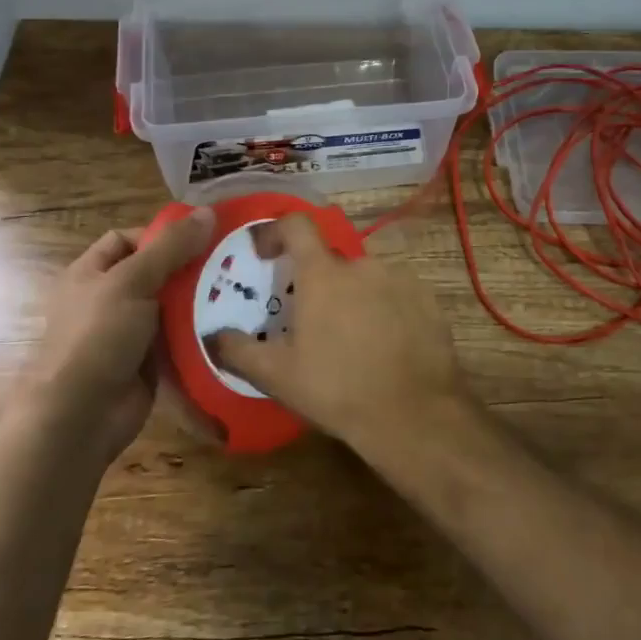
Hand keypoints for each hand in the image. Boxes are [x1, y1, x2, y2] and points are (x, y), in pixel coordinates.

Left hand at [32, 207, 215, 462]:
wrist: (80, 416)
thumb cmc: (97, 336)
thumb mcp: (132, 281)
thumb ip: (171, 247)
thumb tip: (208, 212)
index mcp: (91, 273)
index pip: (128, 240)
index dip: (161, 234)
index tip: (201, 237)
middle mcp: (108, 299)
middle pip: (155, 272)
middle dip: (190, 268)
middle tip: (232, 262)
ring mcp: (128, 333)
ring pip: (170, 307)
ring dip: (199, 301)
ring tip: (241, 291)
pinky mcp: (148, 362)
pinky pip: (178, 339)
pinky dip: (199, 333)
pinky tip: (231, 326)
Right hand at [210, 214, 468, 453]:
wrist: (415, 414)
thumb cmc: (337, 389)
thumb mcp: (277, 376)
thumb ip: (238, 350)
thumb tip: (213, 336)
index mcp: (323, 274)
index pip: (296, 224)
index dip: (276, 231)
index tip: (266, 255)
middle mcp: (362, 265)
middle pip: (330, 260)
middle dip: (316, 282)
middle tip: (308, 322)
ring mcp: (400, 279)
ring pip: (364, 278)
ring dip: (351, 297)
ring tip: (348, 339)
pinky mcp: (427, 300)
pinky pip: (395, 294)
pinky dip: (383, 309)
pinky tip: (383, 346)